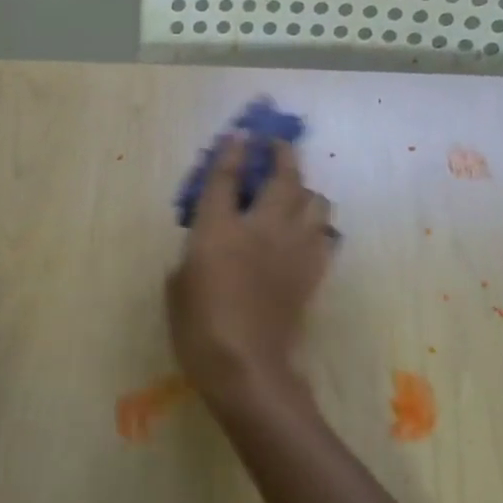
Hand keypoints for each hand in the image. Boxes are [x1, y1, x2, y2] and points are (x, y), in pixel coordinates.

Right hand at [167, 137, 336, 411]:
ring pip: (314, 201)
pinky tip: (306, 229)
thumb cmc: (198, 328)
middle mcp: (261, 229)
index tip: (240, 135)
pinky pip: (325, 234)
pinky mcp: (312, 272)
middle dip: (281, 154)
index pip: (227, 178)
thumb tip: (207, 244)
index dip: (233, 151)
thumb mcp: (178, 285)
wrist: (246, 367)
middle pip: (283, 178)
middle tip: (275, 145)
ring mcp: (293, 249)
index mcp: (219, 230)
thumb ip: (193, 253)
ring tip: (293, 191)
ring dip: (304, 189)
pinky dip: (316, 224)